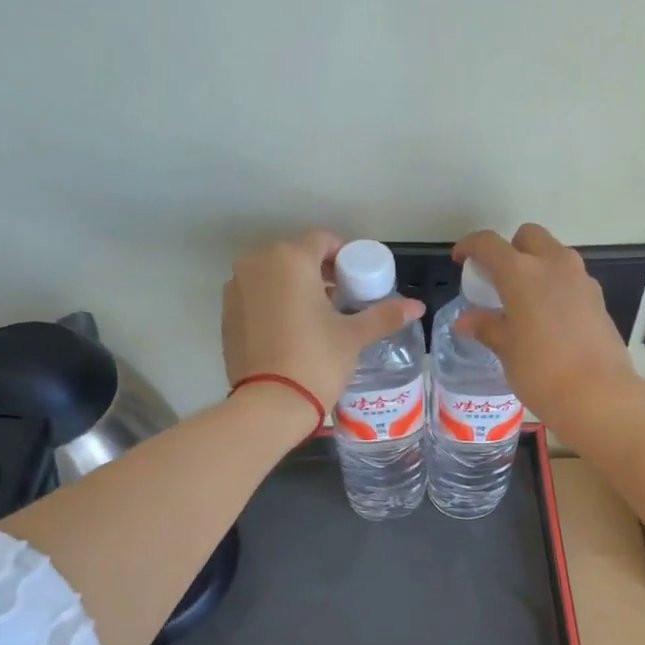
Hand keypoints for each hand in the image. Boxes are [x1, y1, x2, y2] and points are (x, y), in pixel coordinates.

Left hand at [222, 231, 424, 409]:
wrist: (271, 403)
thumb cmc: (317, 361)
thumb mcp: (354, 337)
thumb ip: (384, 315)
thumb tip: (418, 306)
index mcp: (290, 259)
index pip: (323, 240)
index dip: (344, 257)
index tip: (357, 281)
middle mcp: (257, 263)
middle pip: (295, 256)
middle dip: (319, 272)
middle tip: (341, 301)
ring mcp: (236, 287)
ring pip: (273, 276)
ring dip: (295, 287)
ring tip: (316, 318)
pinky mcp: (226, 313)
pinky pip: (256, 296)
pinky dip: (273, 304)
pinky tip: (290, 332)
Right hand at [453, 224, 642, 431]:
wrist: (598, 395)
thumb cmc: (541, 372)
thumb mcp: (507, 351)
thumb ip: (487, 327)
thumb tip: (466, 320)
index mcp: (522, 273)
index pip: (489, 244)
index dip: (470, 246)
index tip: (461, 259)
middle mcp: (553, 264)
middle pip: (529, 237)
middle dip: (510, 249)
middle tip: (498, 280)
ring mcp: (581, 279)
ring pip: (554, 255)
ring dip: (536, 266)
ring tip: (523, 301)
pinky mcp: (598, 298)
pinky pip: (571, 279)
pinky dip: (555, 286)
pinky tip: (549, 318)